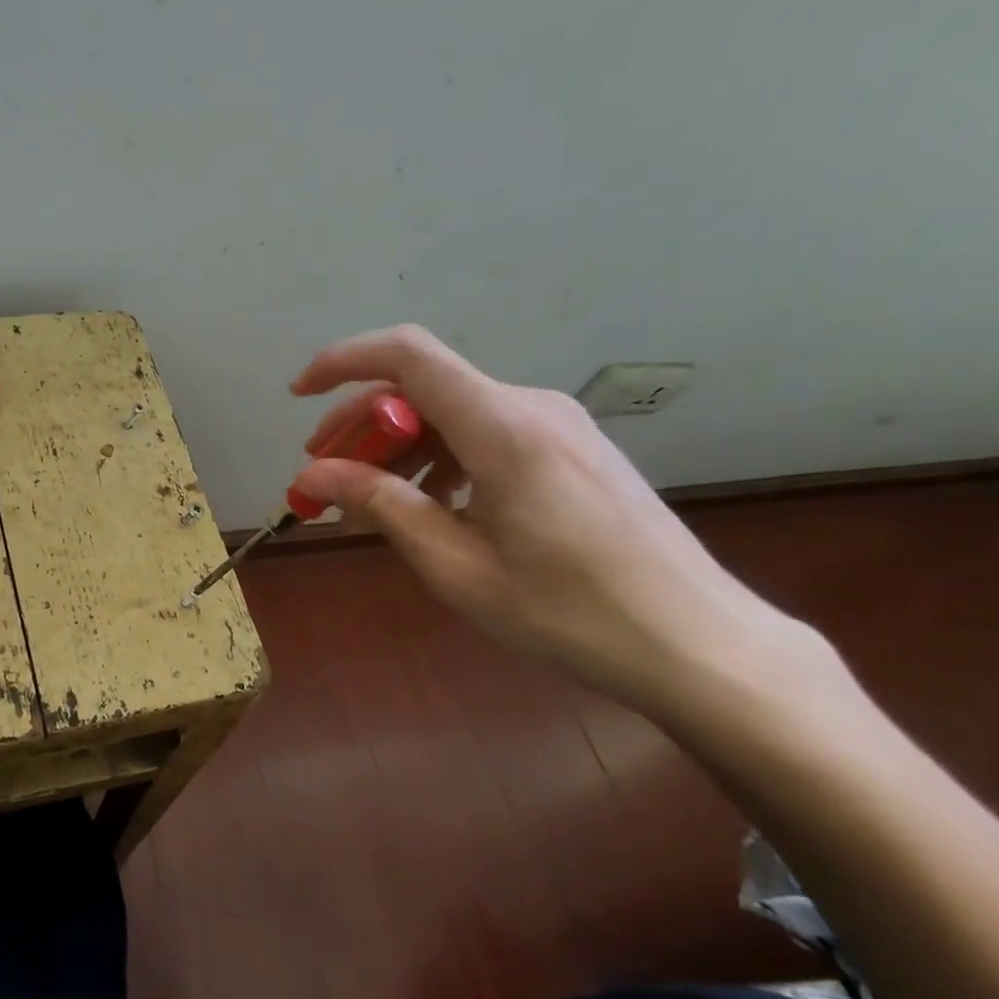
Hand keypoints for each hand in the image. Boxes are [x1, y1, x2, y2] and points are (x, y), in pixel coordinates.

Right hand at [289, 325, 793, 714]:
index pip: (407, 355)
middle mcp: (530, 407)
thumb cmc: (568, 612)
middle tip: (323, 475)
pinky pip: (487, 434)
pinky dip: (441, 459)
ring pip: (453, 413)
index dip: (343, 361)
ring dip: (400, 447)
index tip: (299, 394)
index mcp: (501, 427)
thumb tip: (313, 475)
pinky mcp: (573, 450)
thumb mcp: (456, 565)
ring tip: (371, 502)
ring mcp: (558, 426)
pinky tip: (434, 507)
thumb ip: (381, 506)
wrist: (698, 643)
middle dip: (361, 424)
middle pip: (423, 387)